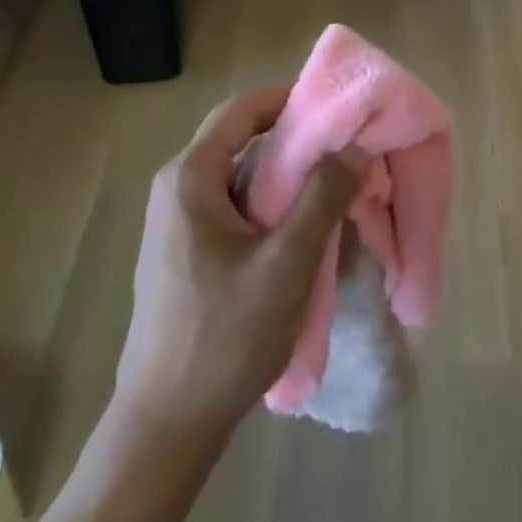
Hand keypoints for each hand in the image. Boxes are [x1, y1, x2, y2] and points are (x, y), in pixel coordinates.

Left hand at [114, 86, 368, 441]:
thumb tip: (354, 148)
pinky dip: (268, 203)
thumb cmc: (226, 334)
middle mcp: (175, 189)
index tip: (335, 106)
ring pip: (238, 176)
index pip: (241, 110)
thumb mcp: (287, 261)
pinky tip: (300, 228)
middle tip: (344, 147)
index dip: (288, 98)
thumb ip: (323, 196)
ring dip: (284, 174)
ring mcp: (174, 223)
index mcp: (190, 178)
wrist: (167, 423)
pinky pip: (231, 206)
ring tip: (332, 185)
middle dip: (293, 138)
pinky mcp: (183, 252)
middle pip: (239, 139)